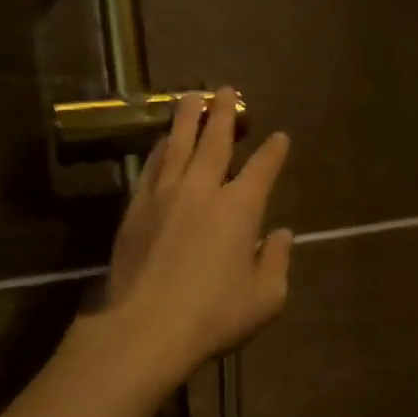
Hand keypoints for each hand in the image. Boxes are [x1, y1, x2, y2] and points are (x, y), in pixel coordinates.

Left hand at [98, 88, 292, 376]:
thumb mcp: (266, 297)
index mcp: (240, 208)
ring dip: (186, 118)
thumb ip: (277, 260)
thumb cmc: (214, 315)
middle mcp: (202, 189)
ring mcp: (164, 196)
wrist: (145, 328)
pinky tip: (161, 142)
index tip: (280, 137)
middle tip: (226, 89)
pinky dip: (159, 149)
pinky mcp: (135, 209)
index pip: (263, 168)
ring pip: (177, 144)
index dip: (274, 151)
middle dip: (223, 113)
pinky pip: (150, 167)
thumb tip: (282, 234)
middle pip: (214, 141)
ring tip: (191, 96)